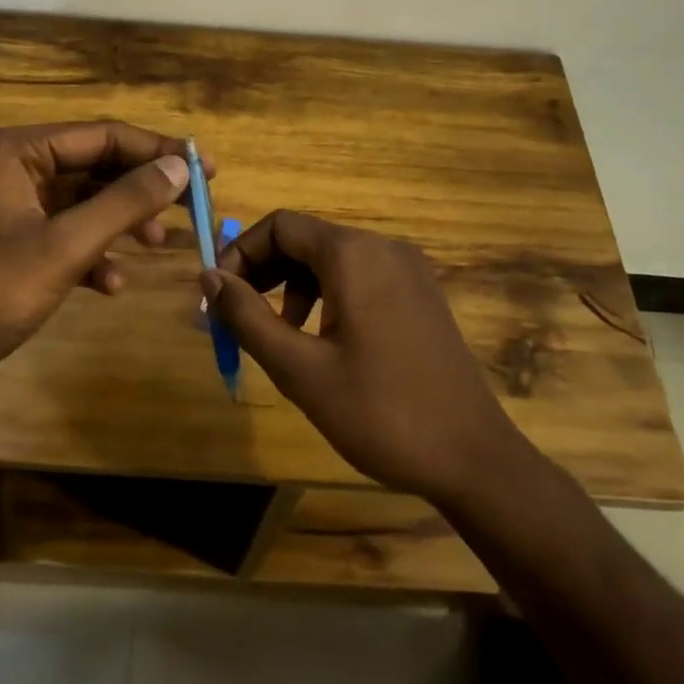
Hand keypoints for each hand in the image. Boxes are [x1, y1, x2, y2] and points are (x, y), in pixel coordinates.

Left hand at [0, 121, 198, 408]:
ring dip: (122, 222)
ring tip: (156, 246)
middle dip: (142, 189)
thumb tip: (179, 167)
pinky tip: (112, 284)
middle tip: (193, 206)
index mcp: (19, 151)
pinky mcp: (15, 243)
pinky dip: (94, 253)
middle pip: (97, 166)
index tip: (205, 170)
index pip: (104, 135)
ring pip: (85, 202)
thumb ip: (125, 202)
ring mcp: (14, 207)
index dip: (157, 151)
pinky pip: (67, 234)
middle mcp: (16, 168)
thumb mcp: (65, 245)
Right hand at [203, 210, 524, 504]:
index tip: (219, 297)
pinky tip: (323, 341)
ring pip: (332, 260)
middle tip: (238, 319)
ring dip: (294, 287)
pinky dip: (328, 296)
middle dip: (264, 272)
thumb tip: (209, 277)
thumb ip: (247, 317)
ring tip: (280, 337)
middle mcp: (384, 247)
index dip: (240, 253)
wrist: (473, 458)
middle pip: (306, 239)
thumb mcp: (300, 370)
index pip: (280, 225)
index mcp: (353, 254)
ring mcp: (409, 270)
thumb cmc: (380, 413)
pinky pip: (361, 277)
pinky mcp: (422, 295)